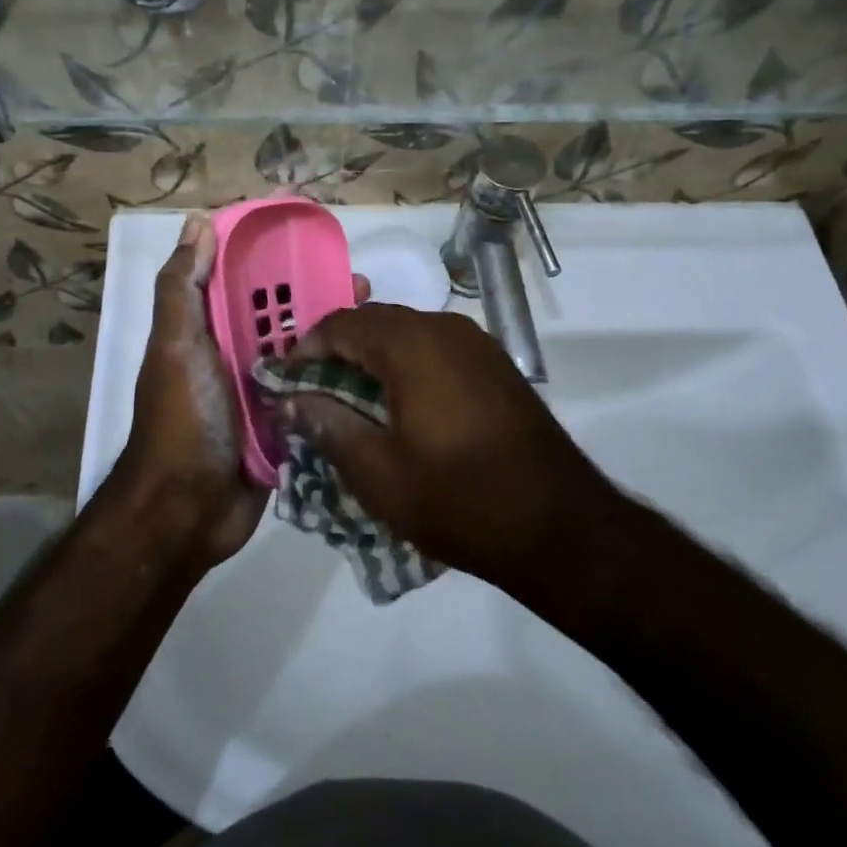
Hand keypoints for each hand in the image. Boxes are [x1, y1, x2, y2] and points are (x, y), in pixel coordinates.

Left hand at [117, 213, 368, 570]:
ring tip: (379, 320)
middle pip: (284, 314)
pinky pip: (316, 391)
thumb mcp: (175, 345)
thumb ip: (182, 287)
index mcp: (211, 330)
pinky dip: (341, 377)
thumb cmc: (183, 418)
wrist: (187, 511)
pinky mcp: (288, 423)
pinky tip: (377, 366)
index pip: (246, 282)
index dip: (277, 257)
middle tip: (363, 285)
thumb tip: (198, 222)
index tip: (317, 240)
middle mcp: (238, 355)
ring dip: (338, 334)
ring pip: (306, 351)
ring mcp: (266, 390)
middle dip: (320, 295)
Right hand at [283, 304, 609, 593]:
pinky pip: (436, 345)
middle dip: (339, 348)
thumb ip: (329, 426)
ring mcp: (476, 342)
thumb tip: (291, 401)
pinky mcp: (495, 363)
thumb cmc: (458, 500)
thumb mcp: (378, 474)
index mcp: (410, 344)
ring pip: (407, 330)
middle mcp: (443, 327)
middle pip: (375, 320)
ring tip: (352, 396)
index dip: (307, 348)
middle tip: (314, 388)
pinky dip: (407, 360)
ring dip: (374, 353)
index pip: (342, 324)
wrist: (560, 526)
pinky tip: (401, 400)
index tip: (287, 380)